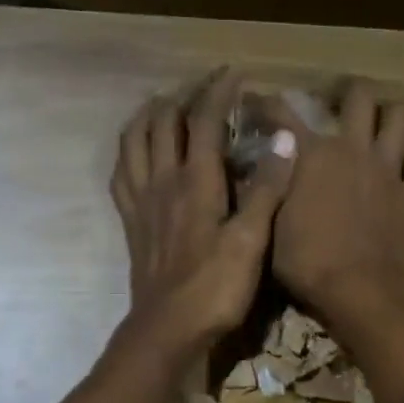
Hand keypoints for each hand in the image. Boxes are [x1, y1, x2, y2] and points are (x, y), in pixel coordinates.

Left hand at [111, 69, 296, 361]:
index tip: (233, 73)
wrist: (168, 329)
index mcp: (196, 182)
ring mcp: (141, 202)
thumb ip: (266, 189)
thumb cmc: (215, 288)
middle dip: (183, 96)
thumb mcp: (250, 241)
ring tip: (164, 106)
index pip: (204, 120)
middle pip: (163, 122)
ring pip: (134, 141)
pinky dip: (128, 152)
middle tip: (204, 90)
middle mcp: (163, 181)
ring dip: (148, 116)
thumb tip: (282, 140)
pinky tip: (137, 153)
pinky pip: (121, 174)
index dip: (218, 91)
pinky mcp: (131, 223)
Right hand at [268, 80, 403, 326]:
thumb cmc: (307, 264)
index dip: (269, 105)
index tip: (262, 105)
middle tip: (343, 110)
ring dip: (392, 117)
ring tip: (384, 129)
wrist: (360, 292)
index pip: (284, 114)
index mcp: (313, 155)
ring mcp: (389, 169)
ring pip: (401, 118)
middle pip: (359, 98)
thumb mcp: (272, 228)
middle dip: (349, 97)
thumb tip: (271, 163)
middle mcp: (353, 149)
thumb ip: (273, 189)